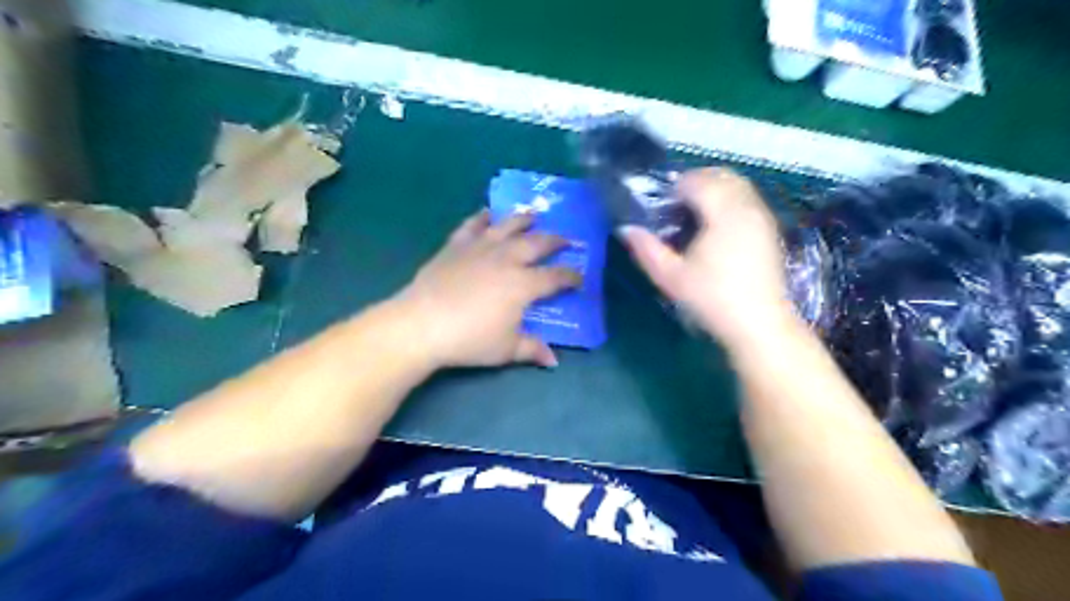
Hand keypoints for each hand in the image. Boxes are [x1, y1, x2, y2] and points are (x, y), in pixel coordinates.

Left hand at [394, 212, 577, 370]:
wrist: (423, 323)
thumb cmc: (469, 339)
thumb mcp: (506, 349)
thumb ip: (532, 349)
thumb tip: (553, 361)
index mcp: (523, 284)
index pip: (555, 277)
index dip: (571, 277)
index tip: (580, 278)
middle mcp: (507, 259)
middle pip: (537, 244)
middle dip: (556, 241)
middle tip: (566, 240)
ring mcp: (481, 248)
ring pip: (508, 227)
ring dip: (524, 219)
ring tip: (534, 215)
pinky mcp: (457, 245)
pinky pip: (473, 225)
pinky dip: (482, 217)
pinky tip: (487, 213)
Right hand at [619, 167, 793, 346]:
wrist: (759, 324)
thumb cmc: (712, 299)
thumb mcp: (671, 277)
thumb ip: (647, 249)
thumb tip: (626, 228)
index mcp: (723, 213)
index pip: (697, 181)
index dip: (675, 188)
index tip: (661, 207)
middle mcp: (747, 207)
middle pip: (721, 175)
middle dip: (695, 182)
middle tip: (675, 205)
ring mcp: (763, 217)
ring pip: (738, 185)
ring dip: (714, 189)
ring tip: (694, 214)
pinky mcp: (770, 230)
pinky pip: (748, 199)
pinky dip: (730, 200)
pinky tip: (717, 227)